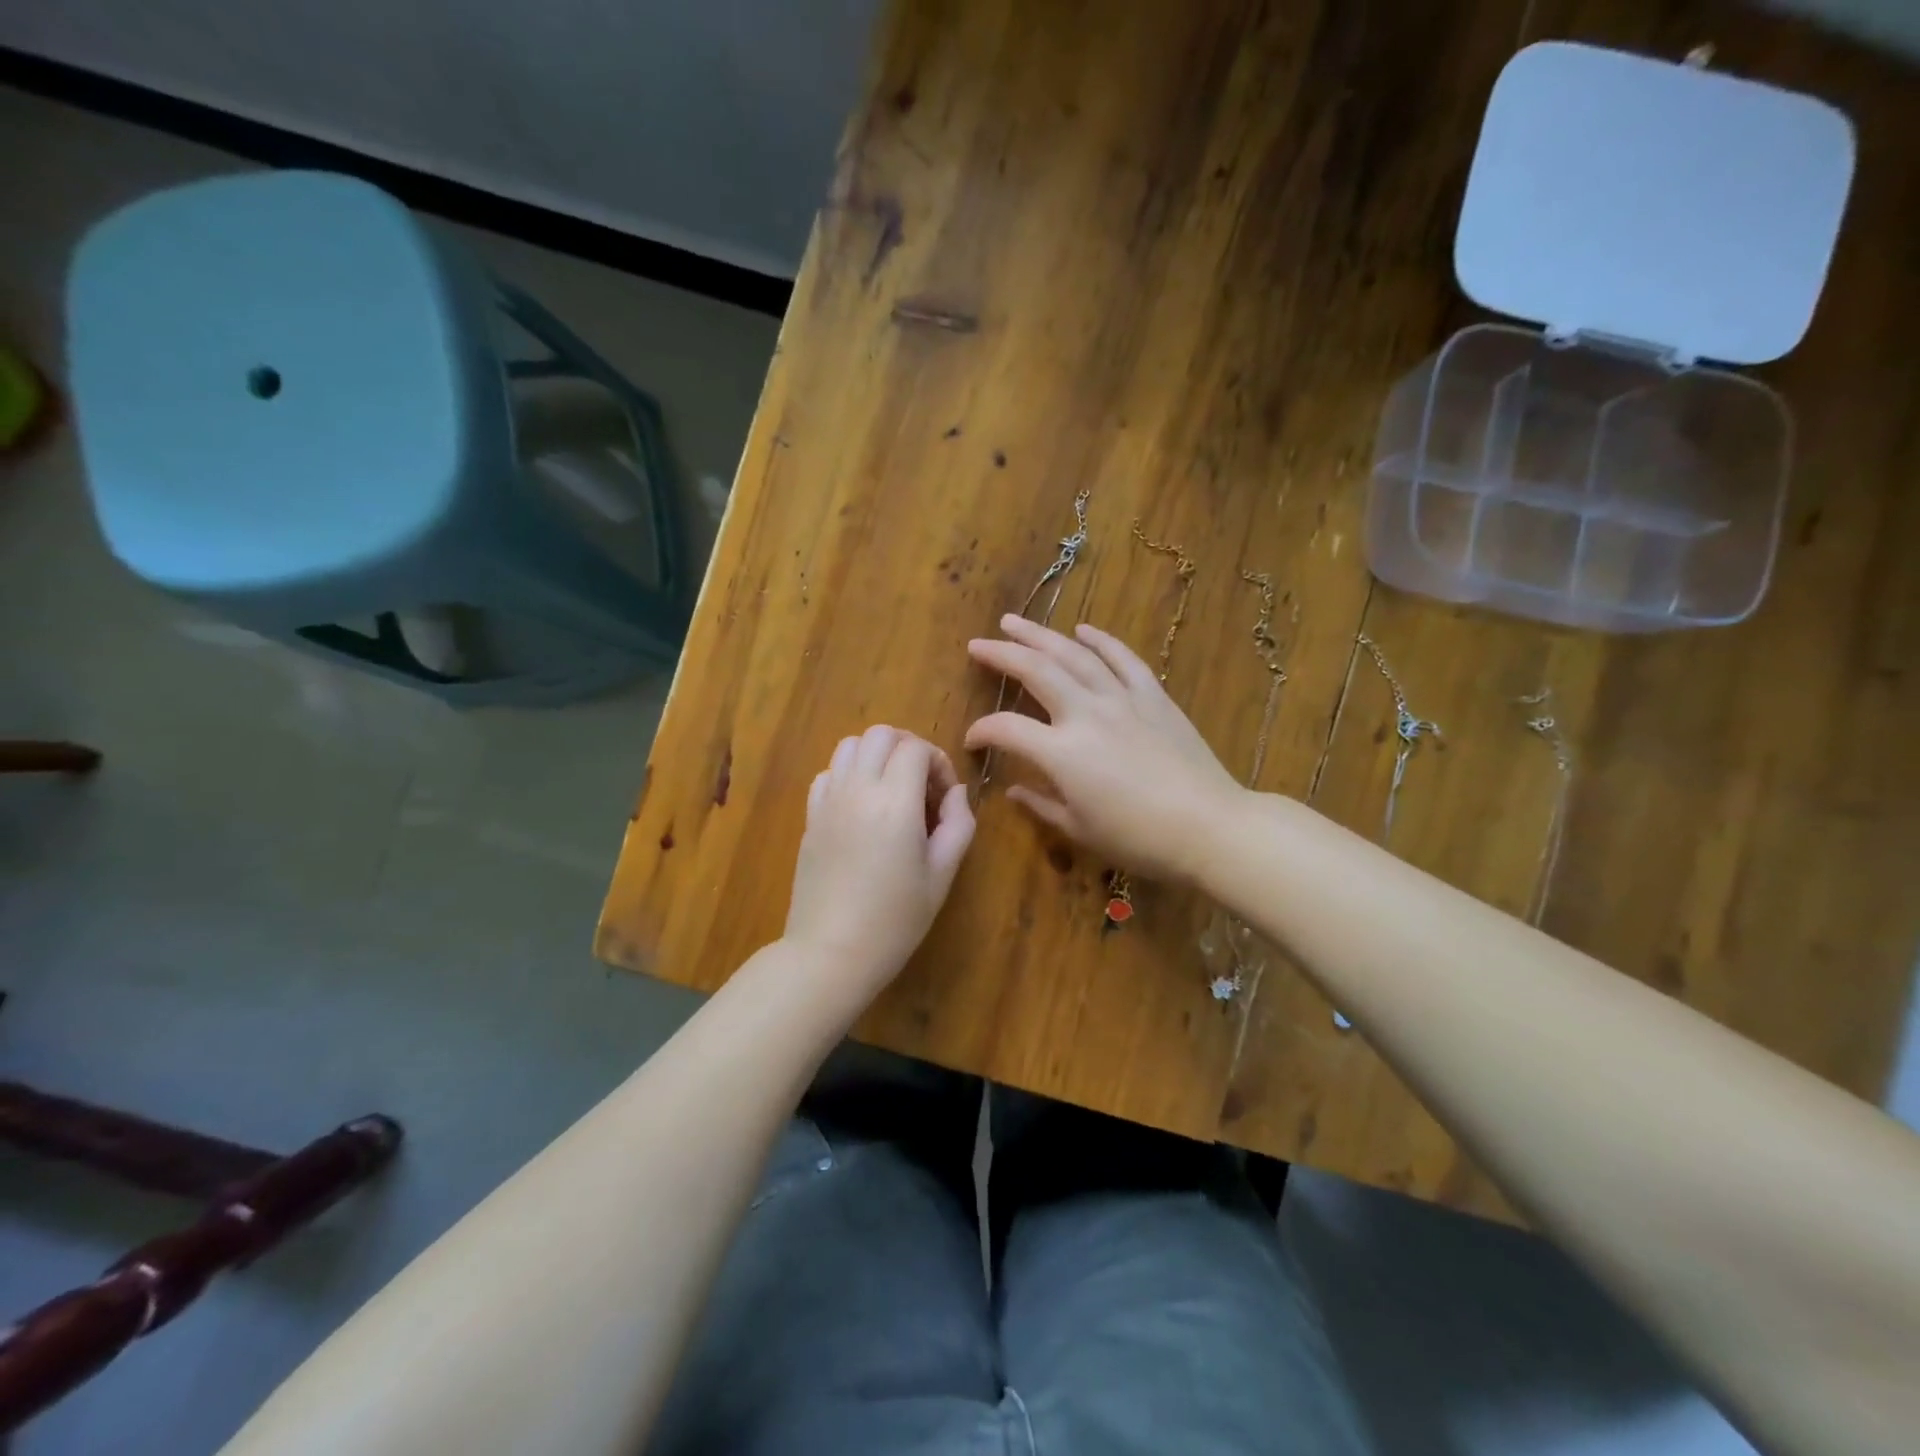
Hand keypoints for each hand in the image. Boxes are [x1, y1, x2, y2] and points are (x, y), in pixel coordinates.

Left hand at [783, 725, 975, 989]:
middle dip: (908, 747)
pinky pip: (828, 773)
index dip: (938, 762)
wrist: (830, 953)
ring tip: (893, 790)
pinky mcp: (810, 817)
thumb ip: (957, 825)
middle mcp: (857, 790)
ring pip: (849, 745)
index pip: (915, 748)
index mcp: (894, 803)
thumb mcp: (941, 876)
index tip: (944, 797)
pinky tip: (862, 806)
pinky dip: (849, 774)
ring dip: (877, 755)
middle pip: (880, 734)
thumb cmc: (895, 920)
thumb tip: (955, 792)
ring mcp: (828, 801)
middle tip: (923, 785)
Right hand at [965, 616, 1243, 883]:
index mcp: (1061, 752)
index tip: (972, 739)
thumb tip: (1014, 789)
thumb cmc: (1138, 839)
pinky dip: (1101, 641)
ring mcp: (1122, 699)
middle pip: (1035, 671)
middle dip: (1001, 653)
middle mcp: (1086, 714)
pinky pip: (1123, 659)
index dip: (982, 730)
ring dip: (1041, 635)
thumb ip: (1041, 804)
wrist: (1209, 827)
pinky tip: (1083, 630)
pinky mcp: (1153, 696)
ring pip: (1075, 655)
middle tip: (978, 643)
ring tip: (1015, 622)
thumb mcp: (1079, 829)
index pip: (1006, 728)